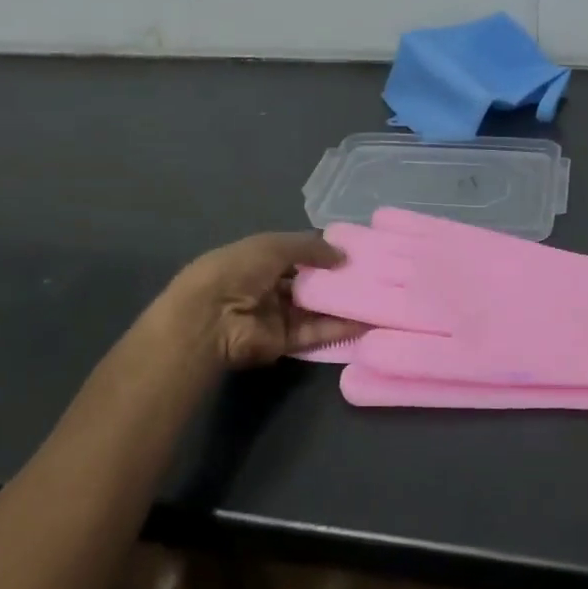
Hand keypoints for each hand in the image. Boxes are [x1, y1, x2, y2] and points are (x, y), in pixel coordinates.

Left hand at [168, 233, 365, 369]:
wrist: (211, 319)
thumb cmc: (238, 271)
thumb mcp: (274, 246)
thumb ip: (311, 248)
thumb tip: (344, 255)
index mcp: (258, 260)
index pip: (296, 254)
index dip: (321, 252)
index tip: (353, 251)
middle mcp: (267, 287)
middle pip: (308, 283)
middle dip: (336, 279)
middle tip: (371, 274)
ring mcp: (275, 316)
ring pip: (315, 310)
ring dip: (342, 304)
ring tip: (376, 297)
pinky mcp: (284, 342)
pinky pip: (314, 333)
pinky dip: (338, 328)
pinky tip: (364, 321)